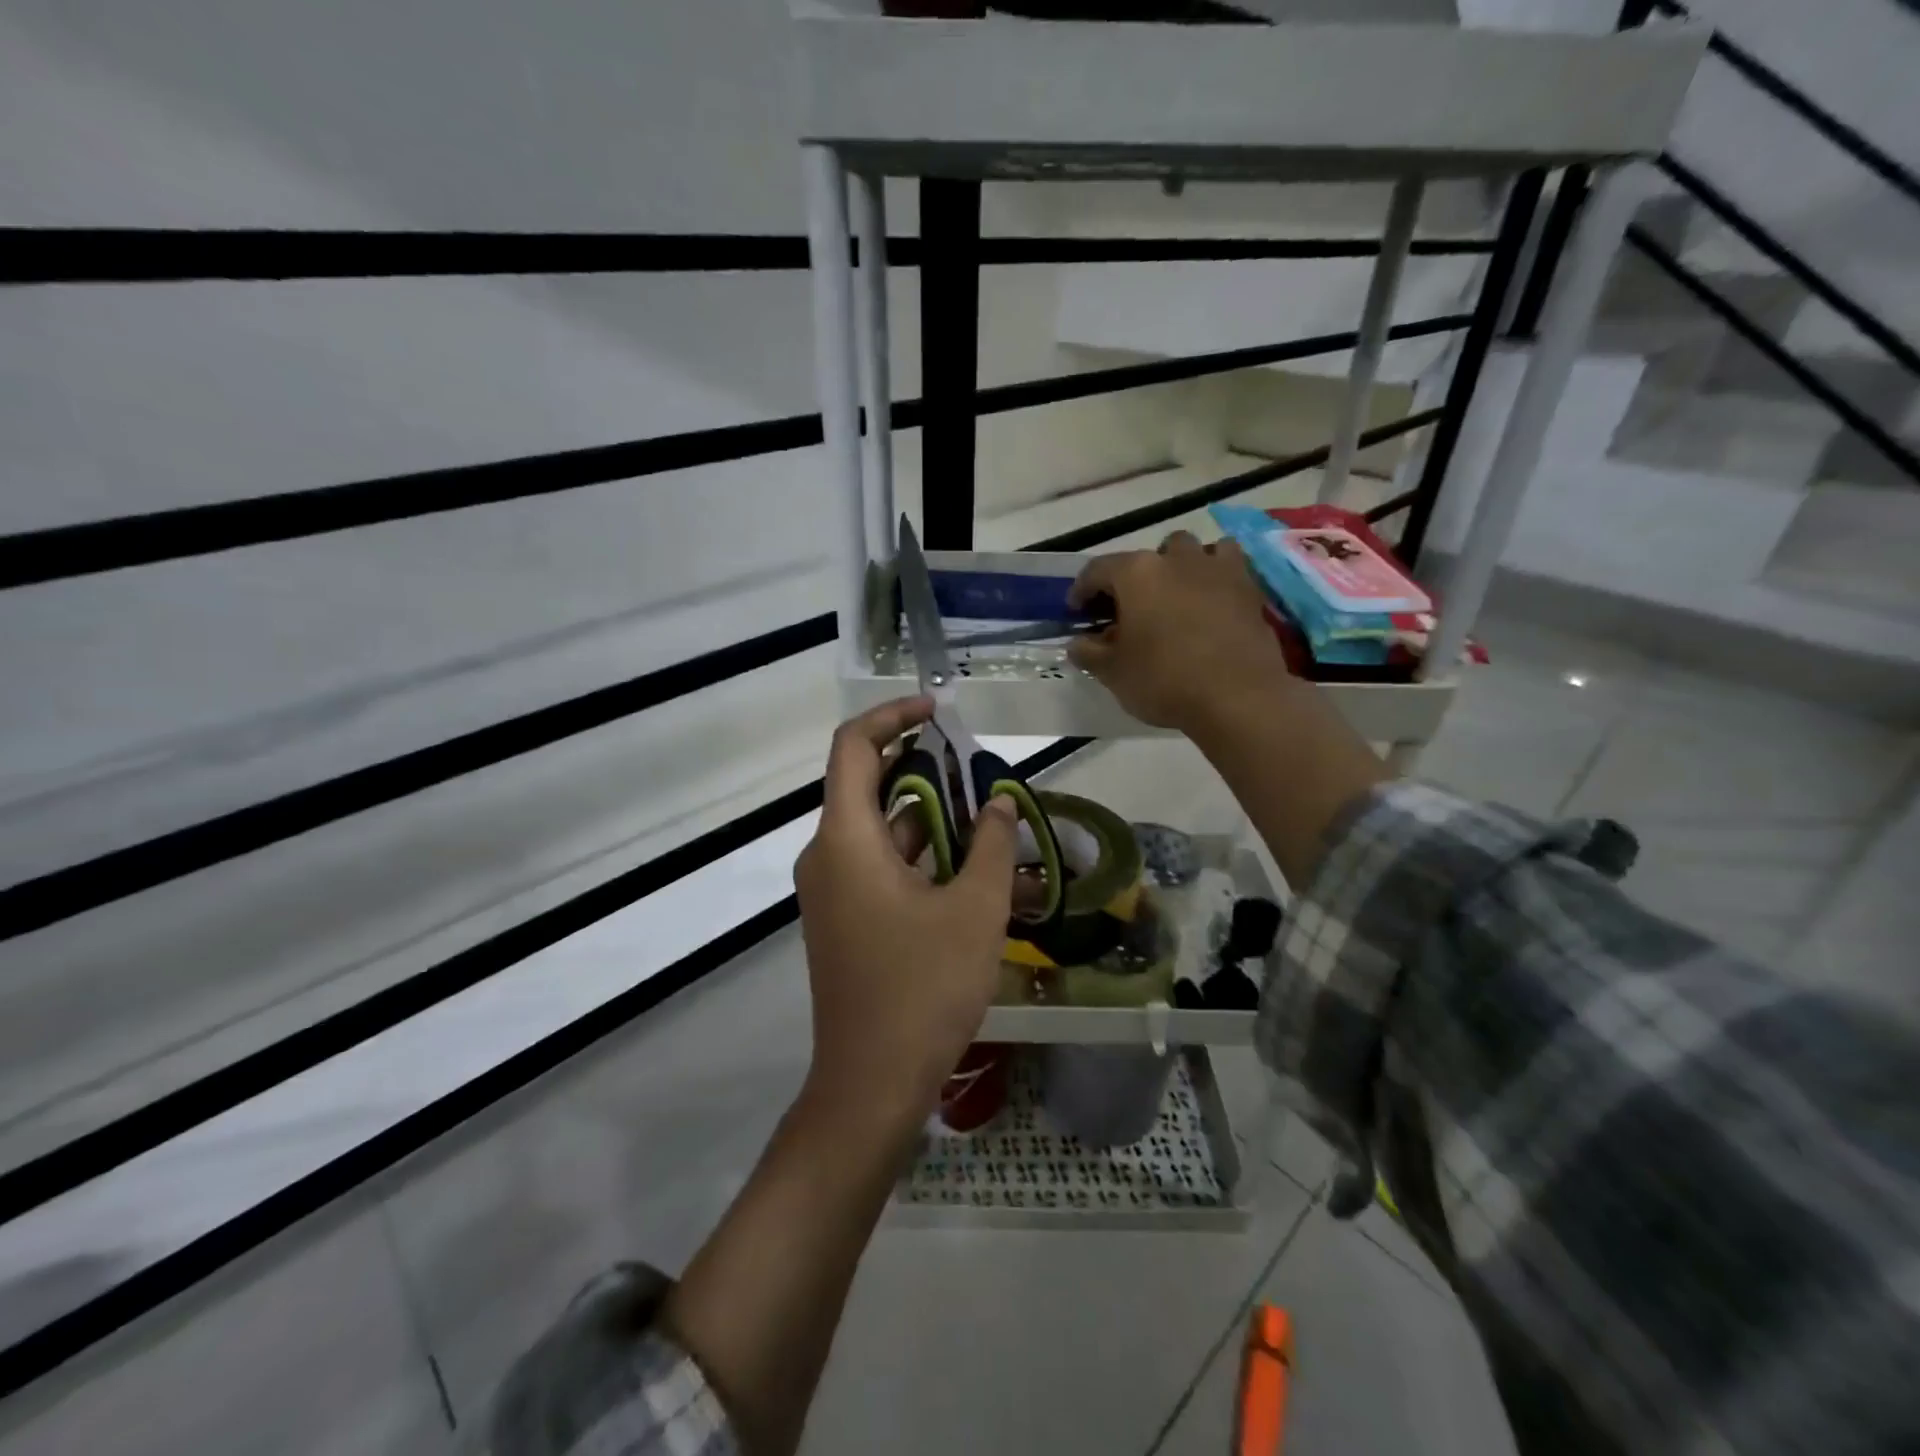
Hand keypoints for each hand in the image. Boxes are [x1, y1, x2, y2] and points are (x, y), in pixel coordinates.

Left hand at [792, 697, 1020, 1141]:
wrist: (872, 1082)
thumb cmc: (923, 988)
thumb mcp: (975, 910)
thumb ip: (994, 846)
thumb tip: (999, 803)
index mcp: (846, 840)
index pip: (853, 748)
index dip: (893, 717)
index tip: (938, 711)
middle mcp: (827, 855)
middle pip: (866, 785)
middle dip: (922, 767)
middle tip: (976, 767)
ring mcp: (831, 890)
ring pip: (877, 830)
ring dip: (926, 815)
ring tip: (984, 814)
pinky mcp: (842, 919)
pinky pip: (877, 865)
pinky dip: (916, 852)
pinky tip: (965, 864)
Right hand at [1068, 530, 1293, 731]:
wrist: (1238, 697)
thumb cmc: (1165, 681)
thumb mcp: (1113, 673)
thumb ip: (1089, 653)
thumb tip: (1077, 643)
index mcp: (1136, 574)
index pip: (1097, 570)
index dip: (1081, 590)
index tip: (1077, 612)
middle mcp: (1174, 559)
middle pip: (1145, 557)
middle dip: (1131, 580)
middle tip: (1127, 610)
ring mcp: (1215, 568)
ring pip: (1190, 550)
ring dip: (1176, 567)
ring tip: (1172, 596)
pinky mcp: (1248, 586)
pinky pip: (1226, 564)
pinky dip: (1214, 573)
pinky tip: (1210, 598)